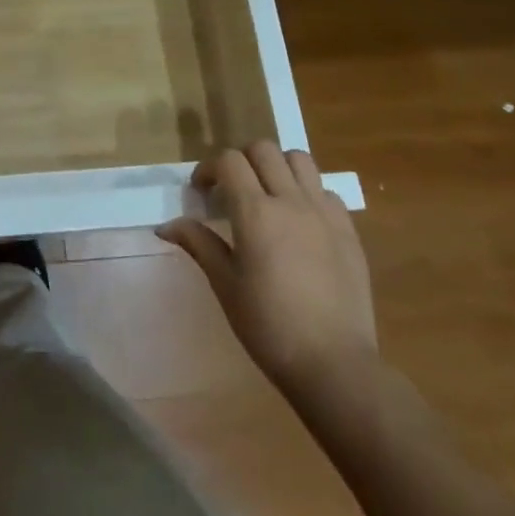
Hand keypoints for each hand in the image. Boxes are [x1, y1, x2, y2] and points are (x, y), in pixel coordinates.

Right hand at [158, 142, 377, 419]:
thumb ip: (199, 244)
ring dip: (278, 167)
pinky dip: (308, 193)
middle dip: (242, 161)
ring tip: (269, 194)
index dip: (210, 169)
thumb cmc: (270, 326)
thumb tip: (166, 226)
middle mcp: (291, 201)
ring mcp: (324, 213)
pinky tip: (301, 222)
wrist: (335, 364)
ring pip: (299, 160)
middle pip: (263, 150)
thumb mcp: (226, 285)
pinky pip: (326, 191)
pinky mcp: (348, 231)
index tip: (202, 192)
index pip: (229, 161)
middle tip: (232, 190)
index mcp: (256, 212)